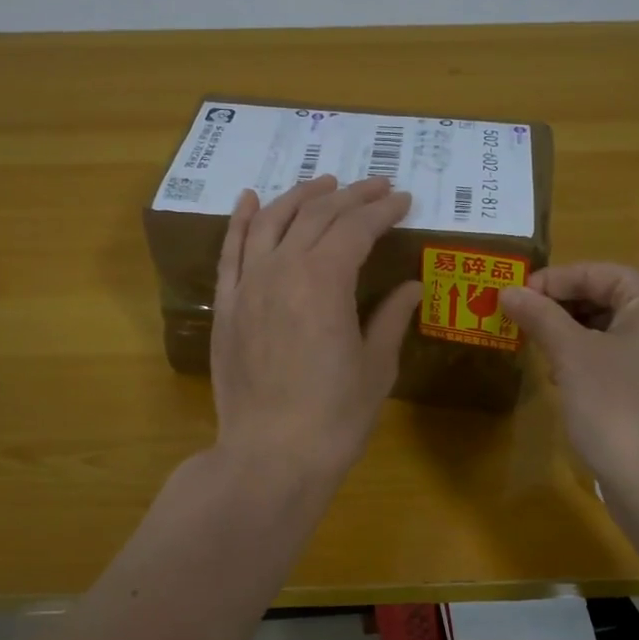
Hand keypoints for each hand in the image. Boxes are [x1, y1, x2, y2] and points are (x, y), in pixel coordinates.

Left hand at [210, 175, 421, 484]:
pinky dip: (242, 221)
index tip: (404, 200)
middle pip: (317, 216)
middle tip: (376, 186)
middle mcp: (283, 269)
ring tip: (324, 182)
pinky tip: (252, 199)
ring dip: (300, 196)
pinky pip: (231, 252)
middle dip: (351, 195)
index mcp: (326, 280)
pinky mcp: (226, 306)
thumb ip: (391, 317)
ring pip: (272, 222)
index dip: (383, 210)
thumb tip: (412, 285)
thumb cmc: (335, 417)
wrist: (271, 456)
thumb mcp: (376, 367)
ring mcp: (248, 286)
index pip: (357, 227)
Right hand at [501, 263, 638, 491]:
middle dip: (558, 309)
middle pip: (604, 296)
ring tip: (535, 348)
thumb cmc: (617, 405)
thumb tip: (507, 290)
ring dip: (568, 334)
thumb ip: (539, 316)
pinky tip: (561, 376)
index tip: (509, 297)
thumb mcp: (571, 354)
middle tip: (517, 322)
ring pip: (608, 327)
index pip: (596, 272)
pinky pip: (618, 354)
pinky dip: (586, 357)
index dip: (550, 282)